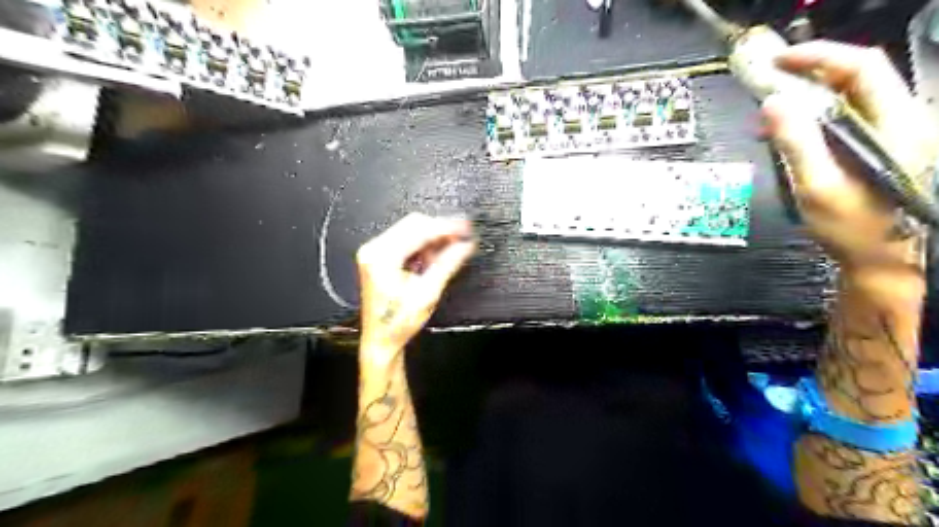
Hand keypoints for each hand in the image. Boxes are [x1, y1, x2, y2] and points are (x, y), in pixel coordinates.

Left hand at [359, 212, 478, 364]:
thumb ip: (446, 265)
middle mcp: (374, 249)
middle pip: (413, 224)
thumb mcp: (427, 294)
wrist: (381, 339)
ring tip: (451, 251)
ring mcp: (375, 252)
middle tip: (463, 237)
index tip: (466, 227)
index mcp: (382, 257)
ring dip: (433, 238)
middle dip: (440, 230)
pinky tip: (435, 257)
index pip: (419, 230)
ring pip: (411, 230)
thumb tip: (465, 246)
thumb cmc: (399, 323)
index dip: (446, 227)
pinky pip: (406, 240)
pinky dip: (424, 245)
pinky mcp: (380, 257)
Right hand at [761, 41, 938, 283]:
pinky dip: (814, 117)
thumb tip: (773, 105)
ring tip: (772, 117)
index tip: (779, 61)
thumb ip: (797, 143)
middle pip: (855, 76)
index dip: (818, 56)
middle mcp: (900, 120)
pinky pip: (846, 118)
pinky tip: (791, 134)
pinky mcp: (879, 147)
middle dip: (808, 75)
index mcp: (893, 124)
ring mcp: (892, 133)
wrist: (886, 259)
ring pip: (849, 97)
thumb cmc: (855, 229)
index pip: (860, 66)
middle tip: (768, 88)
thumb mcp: (818, 187)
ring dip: (808, 98)